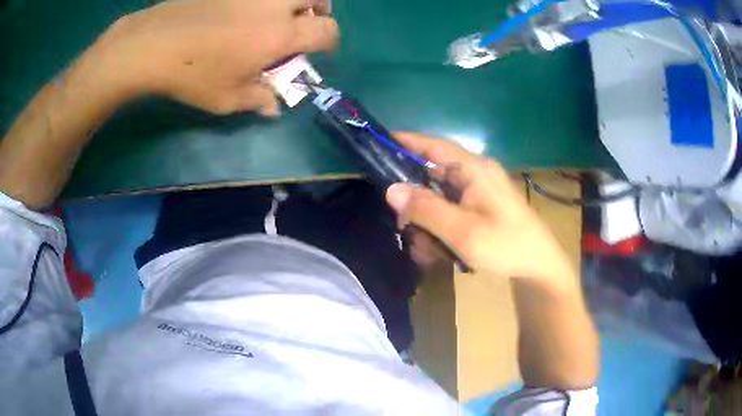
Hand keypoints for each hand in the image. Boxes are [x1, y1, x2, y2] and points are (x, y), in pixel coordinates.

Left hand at [87, 0, 337, 114]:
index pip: (326, 31)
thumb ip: (258, 99)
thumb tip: (275, 107)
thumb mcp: (227, 98)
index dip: (330, 41)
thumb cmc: (192, 75)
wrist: (154, 43)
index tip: (321, 49)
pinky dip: (263, 1)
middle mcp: (274, 6)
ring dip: (295, 0)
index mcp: (280, 34)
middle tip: (307, 20)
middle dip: (321, 9)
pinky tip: (246, 9)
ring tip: (280, 12)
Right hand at [386, 132, 574, 283]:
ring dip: (427, 218)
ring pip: (439, 194)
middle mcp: (476, 173)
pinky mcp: (481, 204)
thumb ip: (426, 209)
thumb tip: (391, 190)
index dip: (406, 141)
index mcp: (474, 169)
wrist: (538, 266)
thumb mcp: (462, 230)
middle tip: (402, 224)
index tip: (379, 144)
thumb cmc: (505, 245)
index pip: (434, 145)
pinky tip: (438, 248)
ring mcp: (479, 189)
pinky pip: (451, 207)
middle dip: (414, 198)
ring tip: (424, 247)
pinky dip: (439, 224)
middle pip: (433, 172)